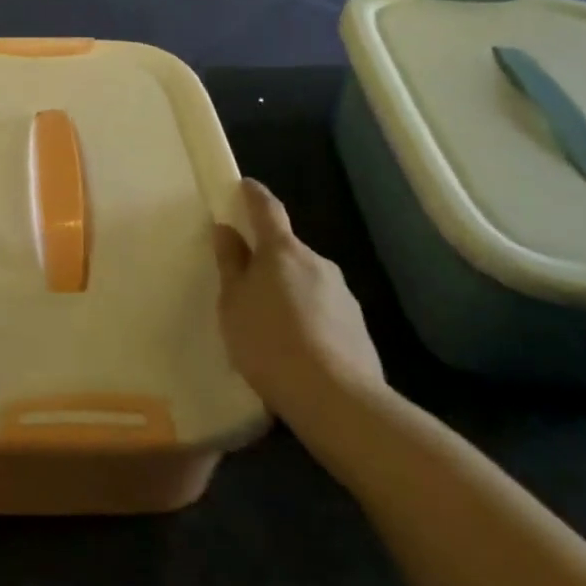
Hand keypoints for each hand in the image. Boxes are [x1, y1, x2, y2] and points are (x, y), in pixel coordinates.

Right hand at [214, 180, 386, 464]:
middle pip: (288, 250)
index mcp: (282, 251)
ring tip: (270, 326)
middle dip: (269, 259)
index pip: (267, 209)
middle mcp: (317, 263)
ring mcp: (343, 294)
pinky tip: (296, 349)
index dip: (254, 195)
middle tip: (246, 283)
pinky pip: (323, 311)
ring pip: (307, 282)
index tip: (244, 185)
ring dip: (289, 292)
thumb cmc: (269, 342)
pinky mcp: (358, 327)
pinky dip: (308, 319)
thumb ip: (231, 264)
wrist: (336, 399)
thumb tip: (228, 230)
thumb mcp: (233, 303)